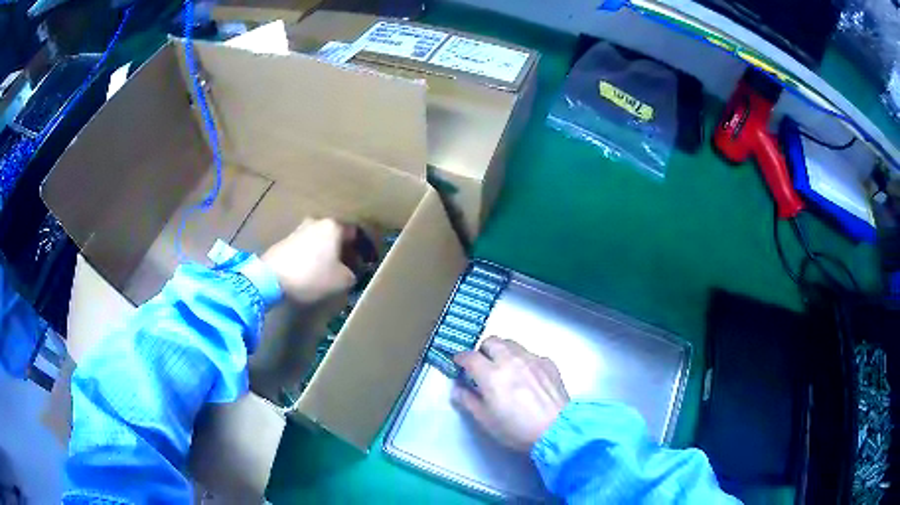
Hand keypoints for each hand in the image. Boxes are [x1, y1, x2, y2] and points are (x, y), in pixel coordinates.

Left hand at [261, 218, 356, 305]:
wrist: (271, 278)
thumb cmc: (312, 276)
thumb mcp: (341, 281)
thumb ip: (352, 274)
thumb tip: (350, 273)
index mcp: (334, 226)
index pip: (356, 233)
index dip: (363, 249)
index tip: (365, 263)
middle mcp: (317, 222)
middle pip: (336, 235)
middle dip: (343, 250)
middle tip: (348, 267)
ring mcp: (299, 230)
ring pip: (320, 240)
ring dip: (326, 253)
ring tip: (329, 272)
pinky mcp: (285, 241)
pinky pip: (306, 247)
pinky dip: (312, 257)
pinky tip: (311, 272)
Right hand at [453, 337, 568, 452]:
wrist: (555, 429)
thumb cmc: (516, 429)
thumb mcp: (485, 420)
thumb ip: (468, 401)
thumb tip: (458, 389)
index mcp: (491, 374)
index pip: (469, 356)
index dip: (461, 358)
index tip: (459, 363)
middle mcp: (511, 360)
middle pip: (491, 341)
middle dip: (483, 350)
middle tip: (482, 365)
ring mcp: (532, 359)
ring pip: (511, 344)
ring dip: (502, 351)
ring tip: (504, 368)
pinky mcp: (548, 363)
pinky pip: (530, 354)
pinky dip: (523, 360)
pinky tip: (526, 376)